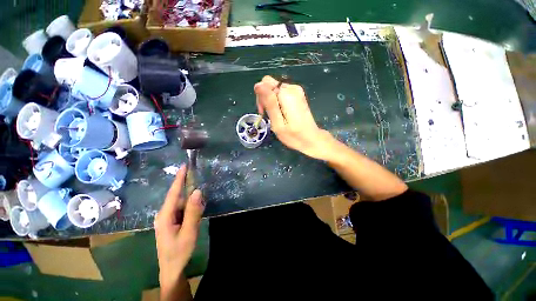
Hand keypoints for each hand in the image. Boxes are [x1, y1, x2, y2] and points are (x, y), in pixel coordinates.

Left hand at [154, 165, 204, 295]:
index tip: (184, 165)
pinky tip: (195, 213)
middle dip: (188, 188)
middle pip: (177, 197)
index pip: (173, 193)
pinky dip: (190, 207)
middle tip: (199, 182)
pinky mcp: (172, 221)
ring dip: (191, 200)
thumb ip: (193, 211)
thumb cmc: (179, 251)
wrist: (172, 269)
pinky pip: (182, 209)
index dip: (179, 178)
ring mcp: (167, 218)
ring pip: (181, 203)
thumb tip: (197, 191)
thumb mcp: (189, 232)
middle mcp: (164, 214)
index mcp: (165, 215)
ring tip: (199, 204)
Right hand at [254, 75, 336, 159]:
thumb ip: (269, 103)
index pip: (265, 83)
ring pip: (275, 89)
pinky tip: (281, 113)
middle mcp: (292, 87)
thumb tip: (258, 85)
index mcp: (287, 93)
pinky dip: (278, 102)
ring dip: (271, 102)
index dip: (261, 97)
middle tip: (268, 115)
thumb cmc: (293, 135)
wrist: (311, 139)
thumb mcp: (277, 123)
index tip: (264, 111)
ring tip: (275, 117)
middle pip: (270, 84)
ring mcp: (296, 90)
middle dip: (265, 99)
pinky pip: (281, 93)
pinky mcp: (298, 94)